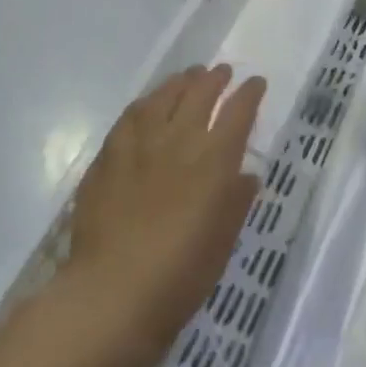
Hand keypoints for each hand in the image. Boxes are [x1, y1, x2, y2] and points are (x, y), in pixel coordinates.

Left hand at [68, 65, 264, 354]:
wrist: (112, 293)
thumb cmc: (180, 275)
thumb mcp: (223, 241)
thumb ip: (236, 202)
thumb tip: (245, 175)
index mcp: (215, 160)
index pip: (238, 112)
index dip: (250, 94)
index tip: (256, 84)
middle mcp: (180, 141)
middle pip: (201, 94)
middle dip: (216, 79)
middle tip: (223, 72)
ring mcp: (141, 144)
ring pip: (164, 97)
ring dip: (181, 82)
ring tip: (189, 77)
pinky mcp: (109, 156)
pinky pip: (130, 116)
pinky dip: (146, 103)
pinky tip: (148, 104)